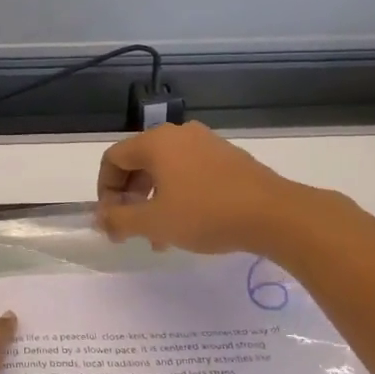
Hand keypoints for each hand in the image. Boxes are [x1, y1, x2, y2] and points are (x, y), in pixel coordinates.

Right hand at [96, 121, 314, 254]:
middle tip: (131, 230)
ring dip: (153, 202)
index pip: (113, 159)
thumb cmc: (205, 213)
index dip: (104, 190)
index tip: (111, 220)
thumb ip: (119, 219)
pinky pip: (190, 173)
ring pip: (165, 172)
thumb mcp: (154, 222)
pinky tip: (187, 226)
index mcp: (156, 142)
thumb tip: (99, 219)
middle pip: (139, 164)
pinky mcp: (228, 159)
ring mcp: (207, 144)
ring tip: (159, 238)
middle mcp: (179, 135)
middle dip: (129, 199)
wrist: (274, 214)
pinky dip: (178, 196)